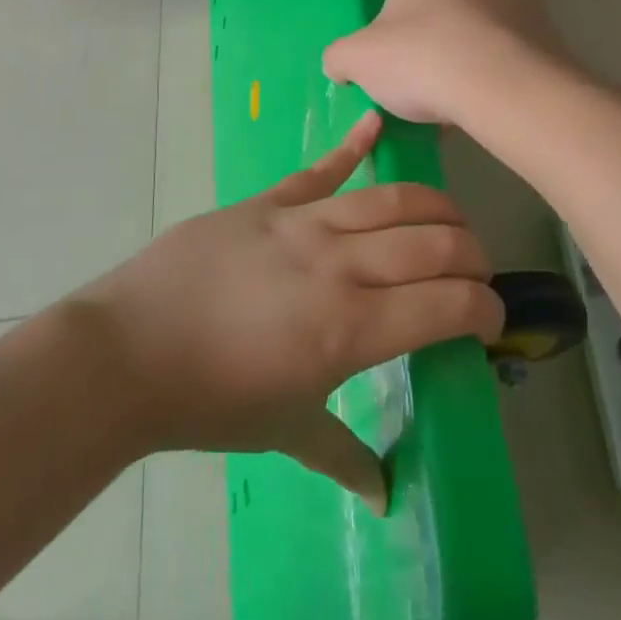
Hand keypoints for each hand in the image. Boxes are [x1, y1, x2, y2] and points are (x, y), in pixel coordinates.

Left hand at [77, 112, 502, 510]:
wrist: (130, 350)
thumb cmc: (211, 400)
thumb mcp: (285, 433)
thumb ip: (343, 456)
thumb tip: (384, 495)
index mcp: (352, 328)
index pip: (448, 304)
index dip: (484, 307)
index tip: (490, 319)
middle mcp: (340, 265)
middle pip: (432, 242)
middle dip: (470, 253)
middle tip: (475, 270)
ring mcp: (302, 223)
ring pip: (389, 200)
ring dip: (433, 207)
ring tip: (451, 220)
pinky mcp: (268, 202)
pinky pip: (320, 170)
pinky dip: (353, 145)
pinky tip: (377, 124)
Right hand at [323, 0, 568, 126]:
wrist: (504, 86)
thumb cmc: (420, 58)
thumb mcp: (355, 60)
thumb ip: (338, 58)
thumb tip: (340, 67)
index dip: (392, 31)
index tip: (394, 64)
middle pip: (439, 8)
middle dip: (430, 42)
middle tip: (421, 83)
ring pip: (474, 29)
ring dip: (463, 57)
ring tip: (453, 102)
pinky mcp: (544, 23)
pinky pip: (506, 48)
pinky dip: (493, 70)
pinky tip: (483, 102)